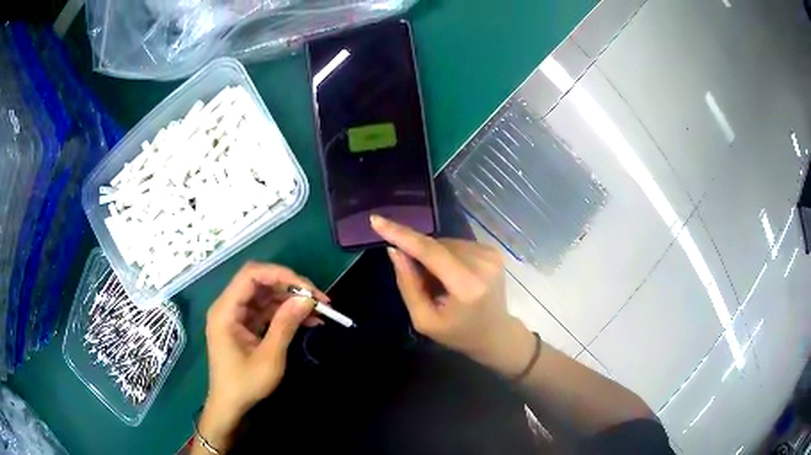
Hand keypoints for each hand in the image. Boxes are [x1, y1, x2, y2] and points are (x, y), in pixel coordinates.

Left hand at [199, 262, 328, 450]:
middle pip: (260, 283)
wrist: (230, 406)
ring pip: (266, 296)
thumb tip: (307, 300)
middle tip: (319, 299)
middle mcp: (229, 307)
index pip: (251, 275)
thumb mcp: (269, 357)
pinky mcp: (245, 325)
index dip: (280, 274)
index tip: (308, 288)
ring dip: (291, 301)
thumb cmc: (245, 384)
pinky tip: (308, 320)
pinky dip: (286, 313)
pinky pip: (267, 311)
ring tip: (320, 310)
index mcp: (226, 310)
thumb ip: (285, 325)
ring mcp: (237, 316)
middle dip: (290, 287)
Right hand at [370, 215, 534, 375]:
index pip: (430, 252)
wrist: (495, 333)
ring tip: (440, 285)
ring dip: (433, 257)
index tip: (377, 220)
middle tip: (421, 283)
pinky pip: (456, 244)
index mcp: (467, 286)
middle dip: (418, 256)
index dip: (402, 235)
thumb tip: (395, 250)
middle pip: (436, 245)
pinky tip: (452, 277)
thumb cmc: (458, 333)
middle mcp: (483, 264)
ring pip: (445, 243)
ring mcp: (490, 254)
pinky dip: (446, 256)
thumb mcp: (424, 320)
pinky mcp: (493, 250)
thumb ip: (408, 285)